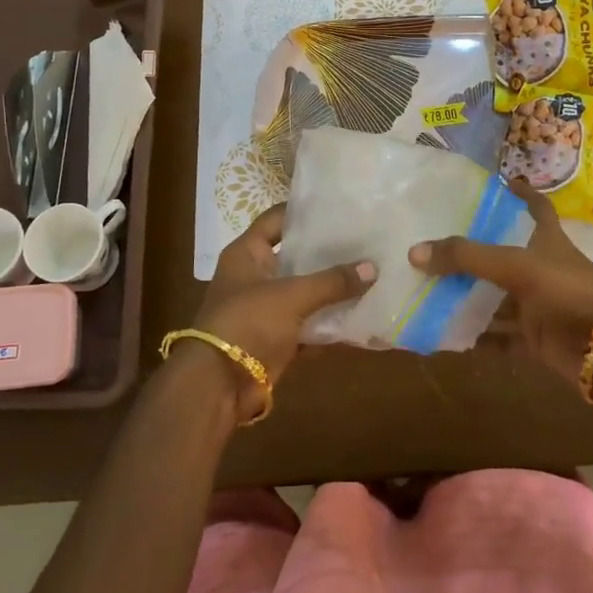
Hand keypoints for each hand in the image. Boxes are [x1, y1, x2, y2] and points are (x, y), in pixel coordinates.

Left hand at [191, 205, 374, 399]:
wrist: (219, 386)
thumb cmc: (248, 323)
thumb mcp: (291, 296)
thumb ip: (332, 282)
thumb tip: (373, 268)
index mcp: (247, 253)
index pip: (277, 219)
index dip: (306, 211)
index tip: (341, 207)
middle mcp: (256, 276)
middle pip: (296, 256)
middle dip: (329, 253)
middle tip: (366, 240)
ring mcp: (266, 309)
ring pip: (306, 293)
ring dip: (333, 290)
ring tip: (372, 274)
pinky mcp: (277, 339)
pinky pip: (309, 325)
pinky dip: (330, 324)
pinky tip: (363, 316)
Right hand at [408, 178, 592, 382]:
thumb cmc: (567, 292)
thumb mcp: (516, 265)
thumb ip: (466, 257)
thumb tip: (414, 252)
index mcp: (547, 240)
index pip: (536, 207)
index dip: (520, 193)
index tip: (496, 184)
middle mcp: (543, 268)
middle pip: (505, 253)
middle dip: (474, 249)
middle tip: (435, 239)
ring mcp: (540, 304)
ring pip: (497, 296)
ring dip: (469, 294)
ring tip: (428, 285)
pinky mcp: (535, 337)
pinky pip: (500, 336)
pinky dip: (477, 336)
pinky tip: (445, 332)